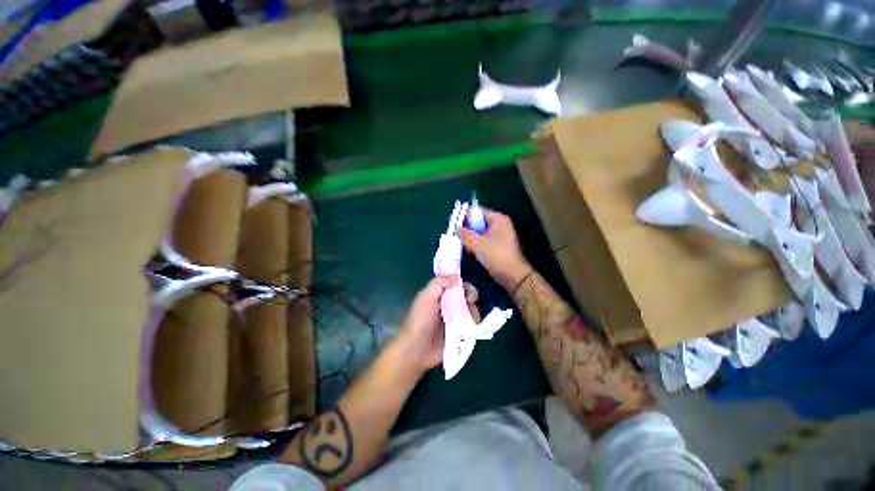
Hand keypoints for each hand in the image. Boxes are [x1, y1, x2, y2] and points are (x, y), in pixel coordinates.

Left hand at [395, 278, 480, 372]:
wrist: (416, 350)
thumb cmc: (420, 321)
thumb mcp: (426, 297)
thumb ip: (439, 283)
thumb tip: (457, 277)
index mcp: (438, 295)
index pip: (454, 285)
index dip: (463, 285)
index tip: (467, 291)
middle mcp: (447, 305)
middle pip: (465, 296)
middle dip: (471, 297)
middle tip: (470, 303)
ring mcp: (453, 320)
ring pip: (469, 310)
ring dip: (474, 311)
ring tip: (472, 317)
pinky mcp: (458, 333)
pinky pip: (470, 324)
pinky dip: (473, 323)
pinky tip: (472, 325)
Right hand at [460, 209, 530, 290]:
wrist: (513, 275)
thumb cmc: (496, 256)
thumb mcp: (478, 244)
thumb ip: (465, 234)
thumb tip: (457, 228)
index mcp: (497, 219)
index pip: (477, 211)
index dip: (465, 217)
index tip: (457, 228)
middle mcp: (500, 224)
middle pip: (478, 221)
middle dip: (468, 229)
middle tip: (459, 238)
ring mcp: (500, 235)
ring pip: (480, 232)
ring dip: (471, 238)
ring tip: (465, 247)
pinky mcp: (499, 245)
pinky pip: (484, 240)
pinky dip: (477, 244)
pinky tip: (472, 252)